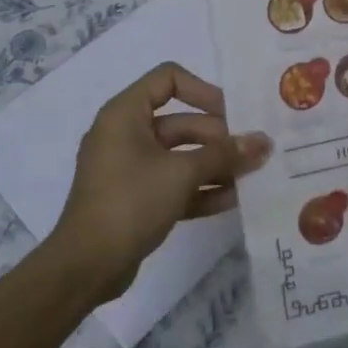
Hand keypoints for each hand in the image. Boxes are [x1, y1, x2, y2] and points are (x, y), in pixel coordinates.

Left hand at [49, 62, 270, 300]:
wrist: (84, 268)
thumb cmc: (129, 202)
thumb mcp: (181, 173)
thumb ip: (224, 155)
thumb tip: (264, 141)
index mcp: (126, 114)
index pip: (168, 78)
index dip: (203, 90)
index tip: (232, 113)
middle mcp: (126, 134)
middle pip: (181, 121)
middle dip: (219, 137)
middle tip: (253, 151)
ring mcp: (130, 168)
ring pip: (180, 155)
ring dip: (215, 164)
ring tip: (251, 176)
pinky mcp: (136, 198)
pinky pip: (173, 183)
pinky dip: (200, 188)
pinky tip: (233, 199)